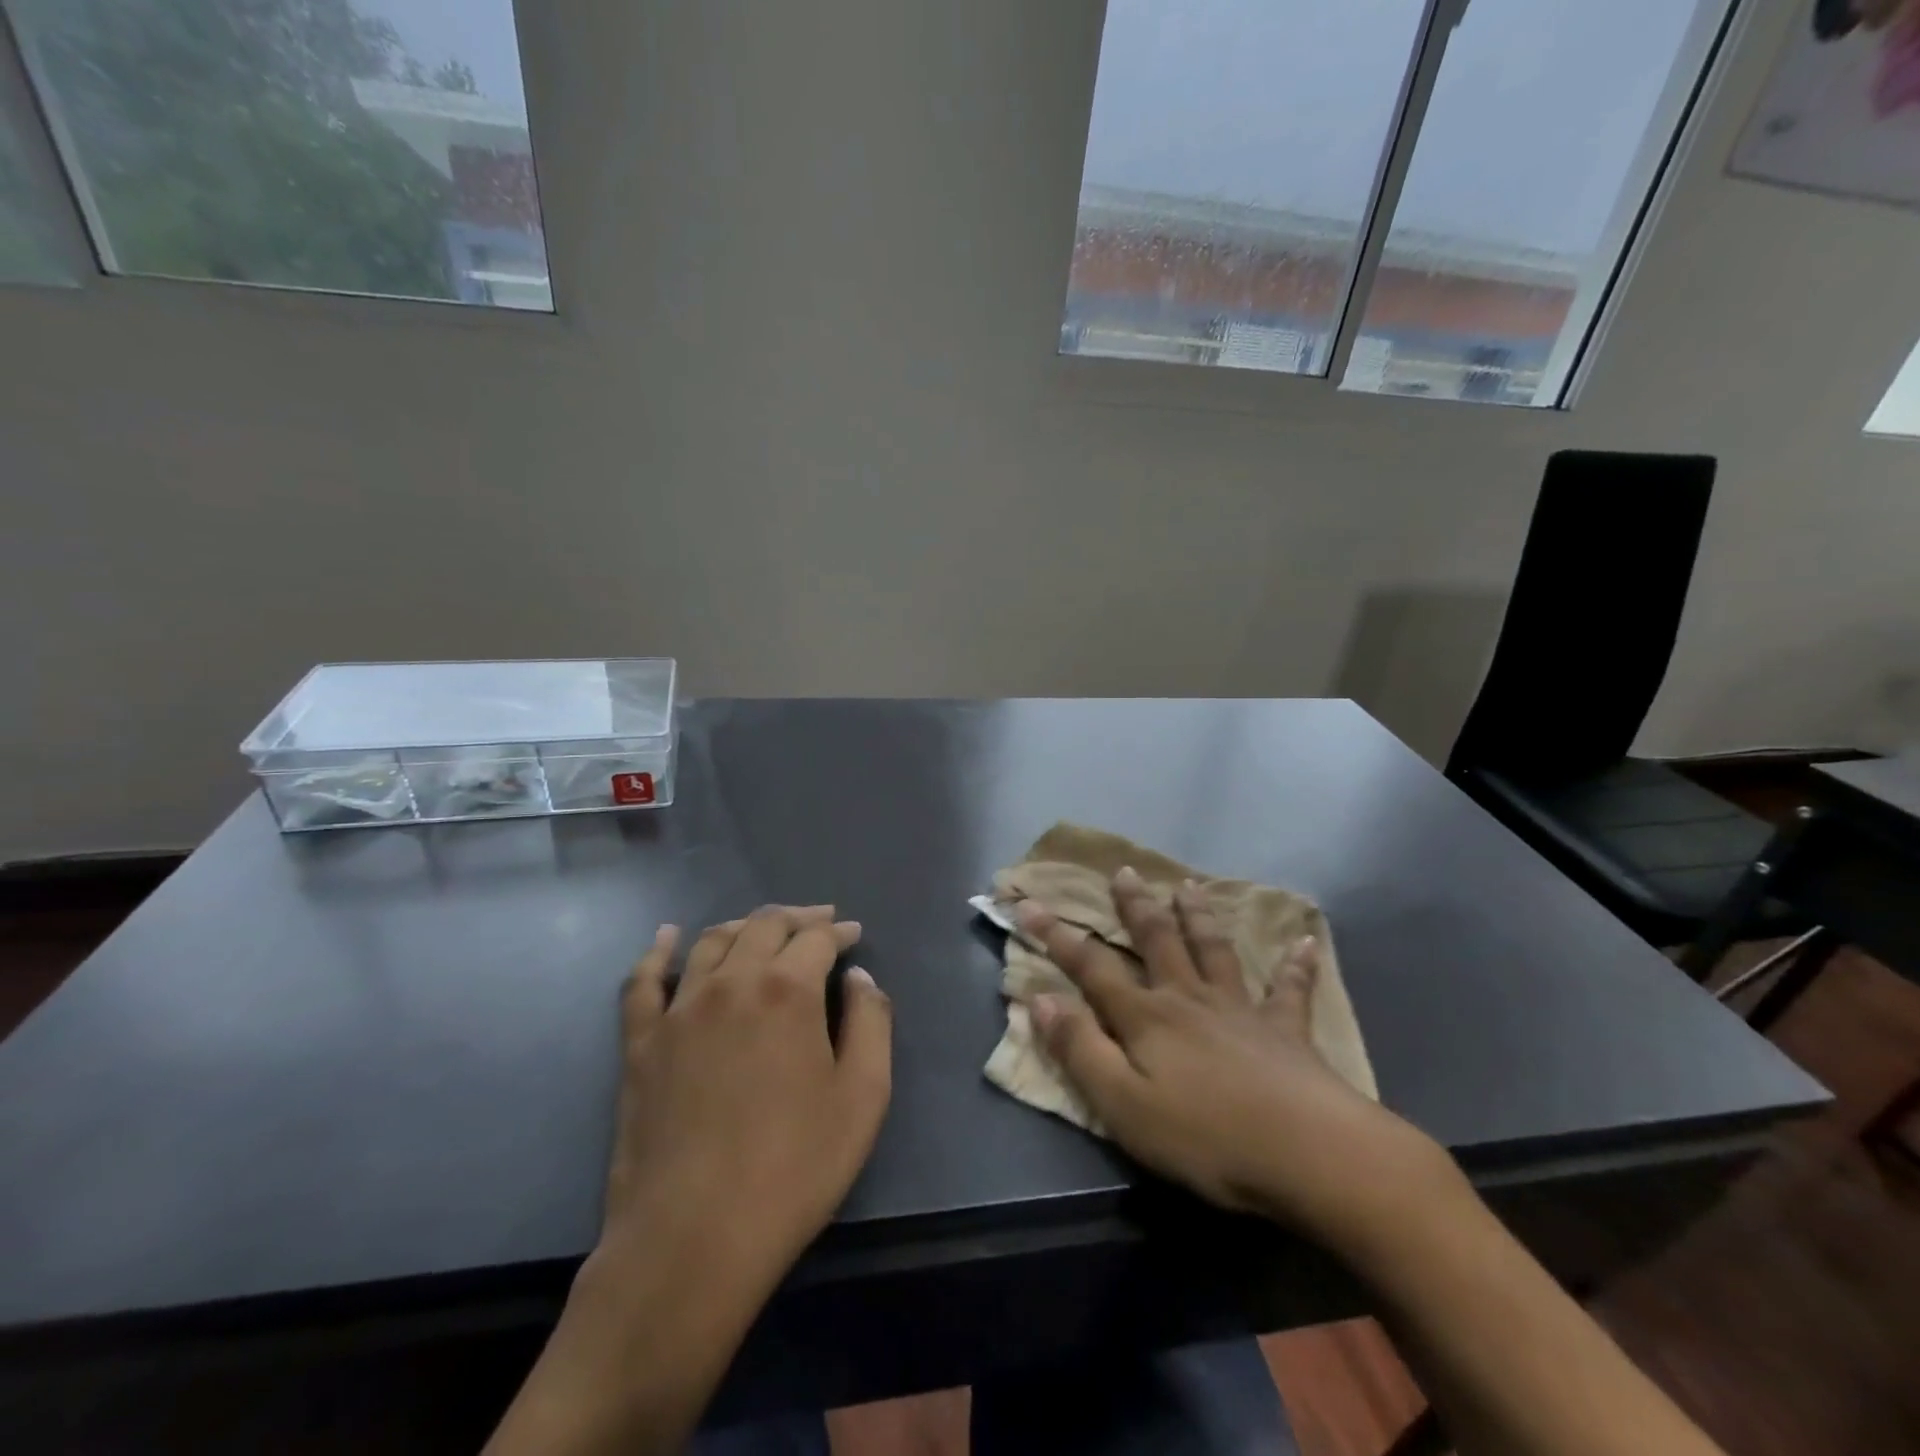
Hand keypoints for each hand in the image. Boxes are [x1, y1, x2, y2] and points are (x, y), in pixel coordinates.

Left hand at [602, 905, 891, 1292]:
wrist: (692, 1239)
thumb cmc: (792, 1170)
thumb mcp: (862, 1098)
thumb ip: (871, 1025)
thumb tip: (859, 979)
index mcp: (787, 991)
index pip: (817, 939)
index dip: (839, 932)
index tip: (853, 936)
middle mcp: (731, 982)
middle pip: (765, 926)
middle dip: (798, 919)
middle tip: (818, 924)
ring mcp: (679, 1009)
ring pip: (712, 941)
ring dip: (744, 926)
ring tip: (762, 930)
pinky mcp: (640, 1042)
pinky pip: (643, 981)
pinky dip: (658, 951)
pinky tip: (667, 936)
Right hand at [1017, 871, 1454, 1259]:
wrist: (1307, 1153)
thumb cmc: (1204, 1136)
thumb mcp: (1122, 1103)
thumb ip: (1079, 1049)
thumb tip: (1039, 998)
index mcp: (1147, 1017)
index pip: (1091, 966)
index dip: (1057, 935)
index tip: (1029, 903)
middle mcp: (1189, 999)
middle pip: (1156, 941)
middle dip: (1135, 906)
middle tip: (1125, 872)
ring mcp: (1240, 1010)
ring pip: (1213, 950)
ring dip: (1198, 916)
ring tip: (1189, 886)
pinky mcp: (1286, 1030)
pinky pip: (1290, 990)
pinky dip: (1296, 965)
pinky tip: (1304, 941)